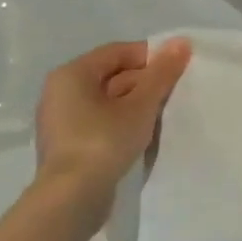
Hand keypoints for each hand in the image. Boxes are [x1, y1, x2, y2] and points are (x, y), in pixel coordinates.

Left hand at [34, 38, 191, 221]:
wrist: (72, 199)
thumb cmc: (104, 141)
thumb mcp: (141, 104)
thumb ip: (162, 73)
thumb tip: (181, 41)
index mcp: (72, 74)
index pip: (118, 52)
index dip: (151, 57)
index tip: (177, 71)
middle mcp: (60, 92)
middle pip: (112, 75)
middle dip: (145, 82)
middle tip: (174, 95)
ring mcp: (61, 120)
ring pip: (108, 100)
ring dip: (136, 104)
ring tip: (162, 116)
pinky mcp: (68, 144)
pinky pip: (100, 121)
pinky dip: (122, 122)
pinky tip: (142, 134)